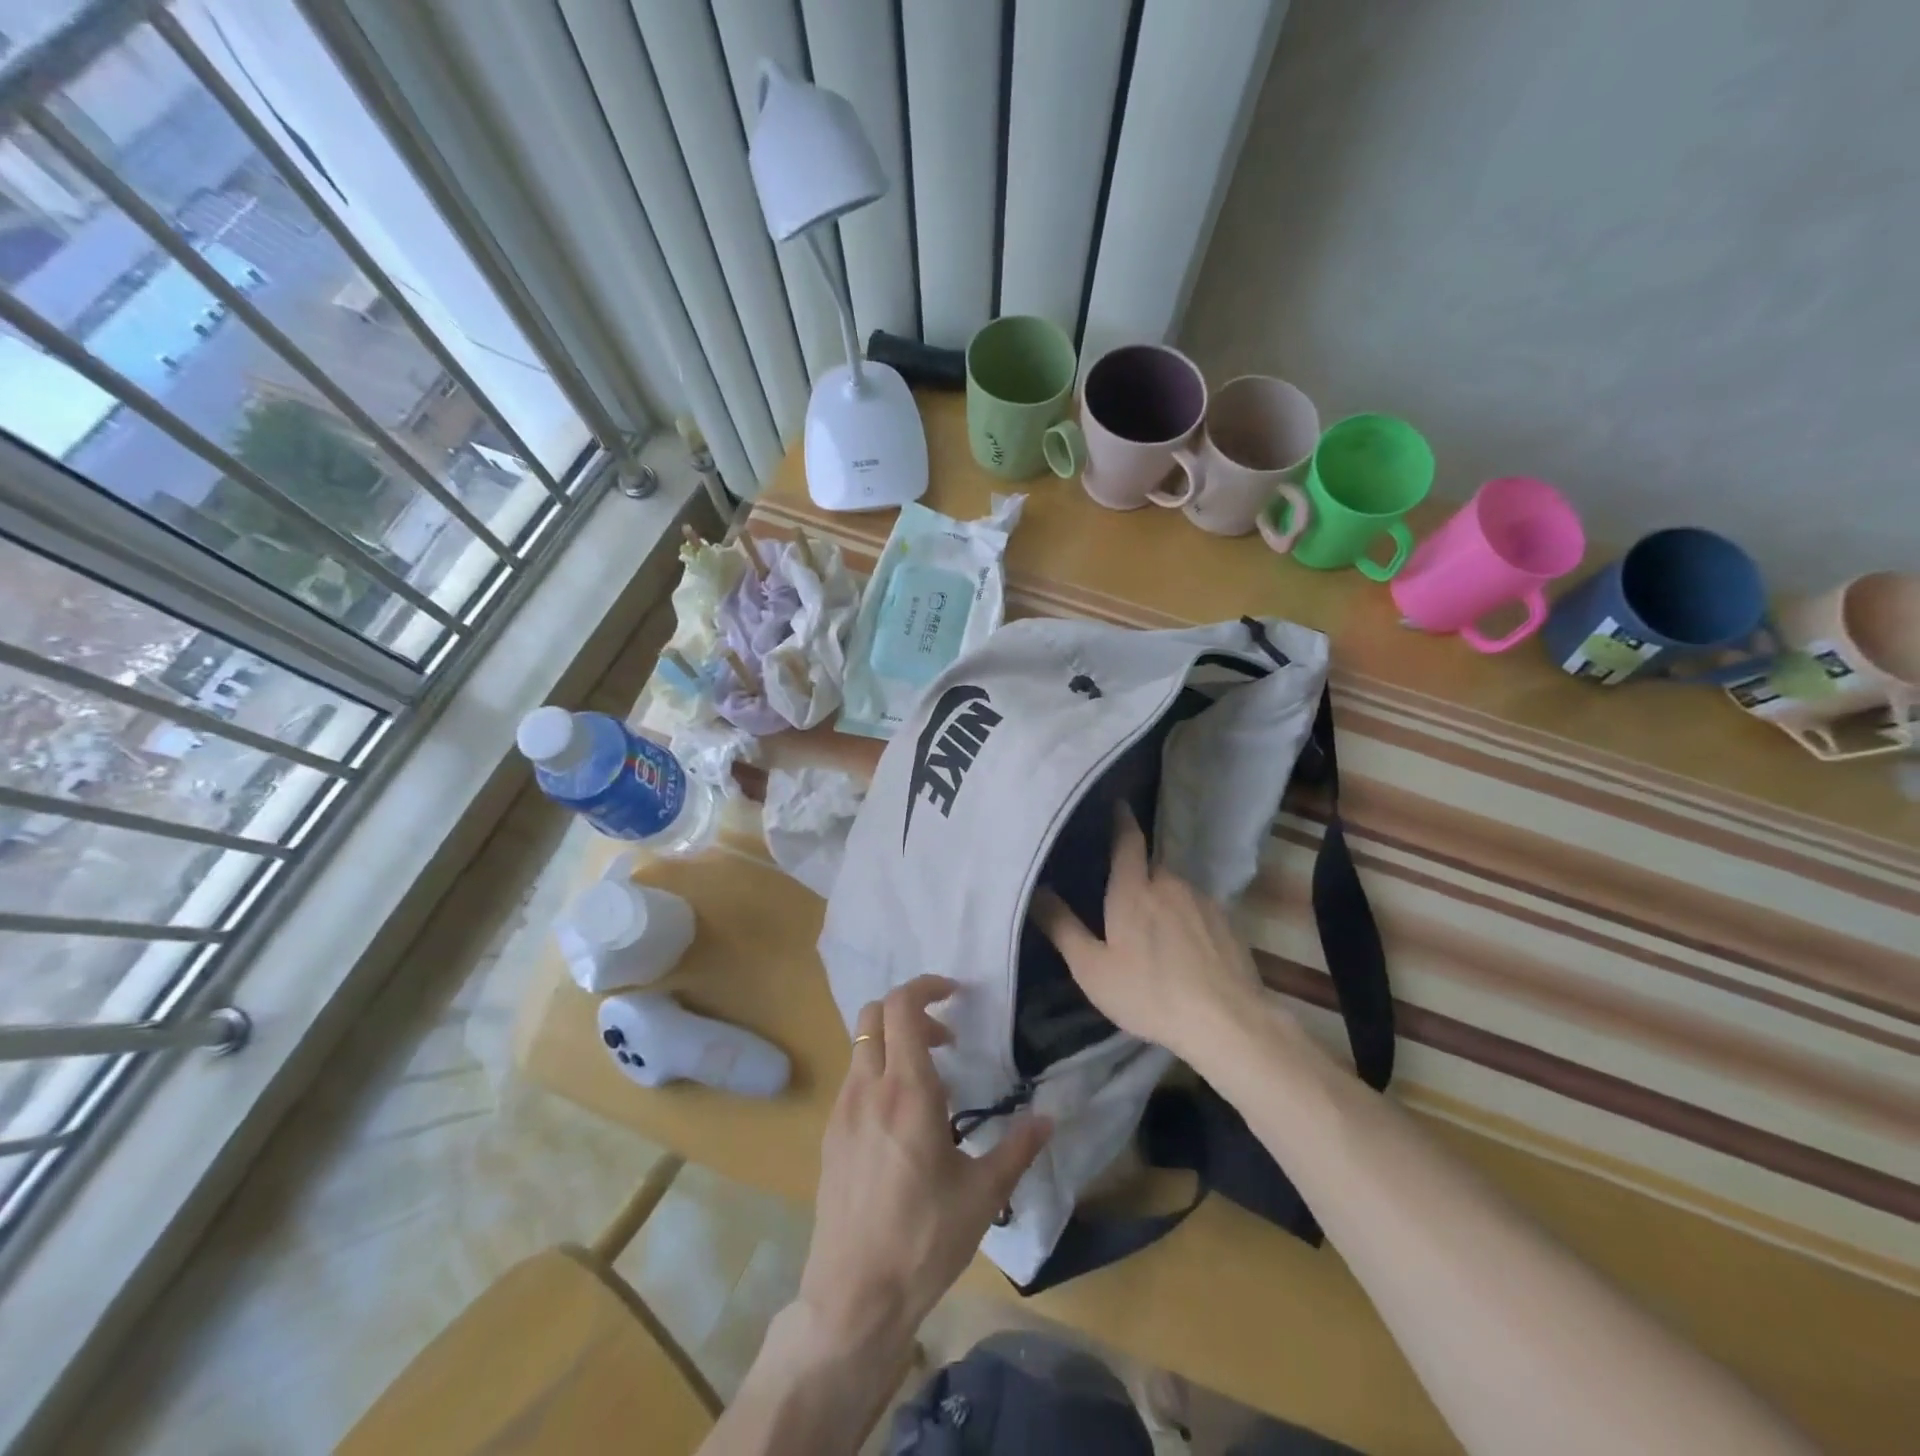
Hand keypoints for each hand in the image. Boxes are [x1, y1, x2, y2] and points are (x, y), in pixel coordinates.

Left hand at [797, 975, 1050, 1354]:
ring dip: (894, 1041)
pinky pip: (854, 1077)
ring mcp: (843, 1110)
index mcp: (907, 1091)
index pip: (902, 1007)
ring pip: (861, 1044)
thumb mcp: (982, 1195)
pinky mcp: (831, 1133)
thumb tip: (1048, 1118)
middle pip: (874, 1013)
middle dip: (911, 1011)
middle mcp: (868, 1088)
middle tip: (945, 1040)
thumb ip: (1017, 1148)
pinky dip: (878, 1071)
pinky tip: (903, 1119)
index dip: (926, 986)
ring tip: (930, 1082)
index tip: (955, 994)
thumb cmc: (924, 1240)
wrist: (854, 1295)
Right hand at [1032, 803, 1266, 1066]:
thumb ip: (1062, 927)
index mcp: (1134, 889)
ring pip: (1174, 890)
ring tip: (1152, 930)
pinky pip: (1197, 909)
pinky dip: (1185, 919)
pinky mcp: (1228, 923)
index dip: (1121, 820)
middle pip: (1150, 868)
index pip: (1127, 841)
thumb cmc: (1149, 993)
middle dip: (1136, 875)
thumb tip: (1036, 890)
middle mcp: (1170, 884)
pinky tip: (1183, 949)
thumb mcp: (1092, 968)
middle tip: (1120, 895)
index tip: (1117, 804)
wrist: (1228, 1022)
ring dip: (1162, 900)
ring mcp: (1203, 902)